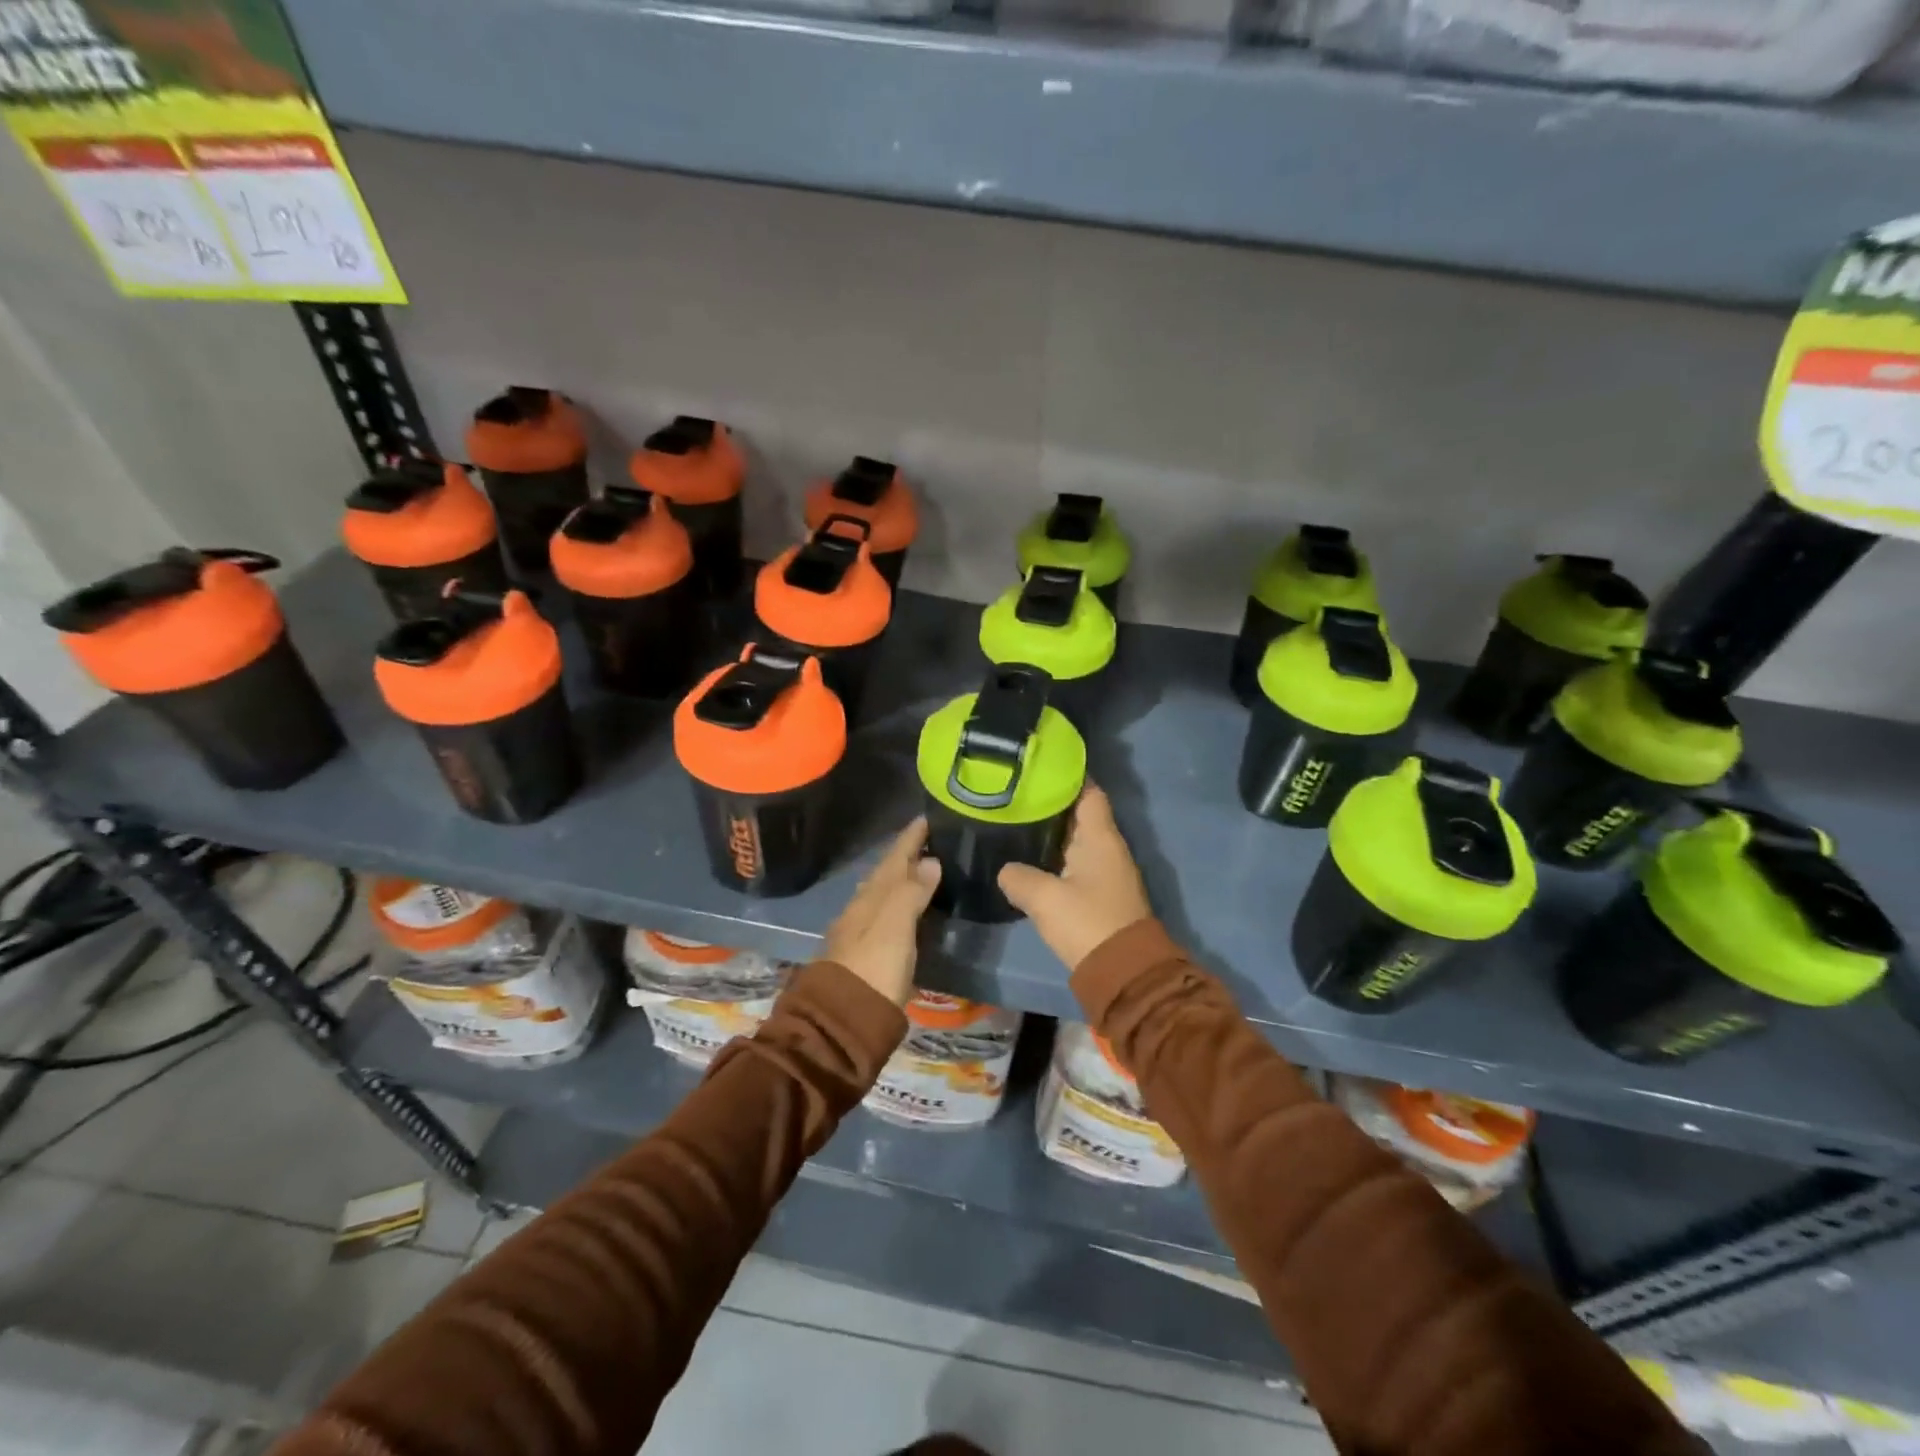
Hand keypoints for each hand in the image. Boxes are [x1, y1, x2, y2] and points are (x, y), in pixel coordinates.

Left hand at [822, 818, 941, 1006]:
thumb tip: (930, 861)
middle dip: (905, 856)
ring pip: (882, 894)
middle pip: (885, 874)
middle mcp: (862, 909)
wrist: (842, 1021)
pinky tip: (905, 911)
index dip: (909, 839)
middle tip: (928, 841)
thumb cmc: (874, 969)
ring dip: (900, 879)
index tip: (925, 819)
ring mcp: (859, 932)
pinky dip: (897, 904)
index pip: (893, 859)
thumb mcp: (895, 927)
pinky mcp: (865, 955)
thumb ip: (912, 893)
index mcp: (871, 898)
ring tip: (920, 870)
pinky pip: (884, 915)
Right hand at [998, 785, 1151, 971]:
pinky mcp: (1101, 894)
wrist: (1122, 973)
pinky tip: (1030, 859)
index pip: (1088, 791)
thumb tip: (1005, 870)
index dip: (1067, 776)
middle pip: (1080, 813)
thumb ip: (1019, 877)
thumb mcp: (1044, 898)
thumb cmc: (1087, 923)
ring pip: (1076, 839)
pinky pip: (1076, 862)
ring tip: (1016, 820)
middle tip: (1015, 793)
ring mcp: (1106, 871)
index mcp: (1100, 837)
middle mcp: (1107, 847)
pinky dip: (1056, 856)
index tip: (1038, 766)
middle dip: (1051, 802)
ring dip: (1052, 831)